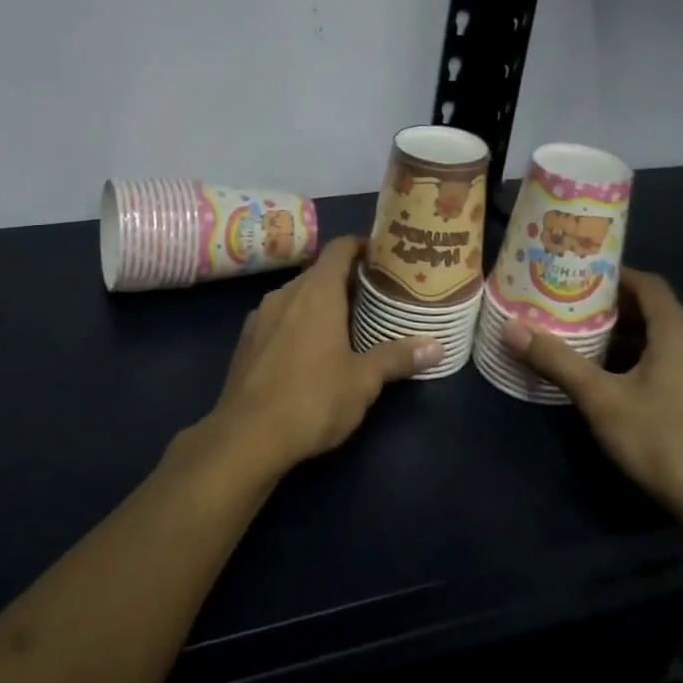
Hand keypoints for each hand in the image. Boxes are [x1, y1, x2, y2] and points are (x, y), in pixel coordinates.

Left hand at [194, 237, 441, 481]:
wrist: (247, 435)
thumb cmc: (313, 399)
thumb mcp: (363, 381)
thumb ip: (397, 358)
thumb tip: (436, 345)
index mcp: (316, 292)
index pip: (339, 249)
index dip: (361, 247)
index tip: (382, 256)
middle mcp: (285, 294)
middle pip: (318, 272)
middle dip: (345, 279)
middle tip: (375, 295)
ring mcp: (260, 316)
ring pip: (295, 296)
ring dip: (319, 302)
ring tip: (346, 322)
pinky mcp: (246, 341)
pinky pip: (278, 318)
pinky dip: (296, 322)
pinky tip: (309, 348)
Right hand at [501, 268, 682, 533]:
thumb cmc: (663, 439)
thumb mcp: (601, 399)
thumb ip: (557, 360)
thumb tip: (511, 326)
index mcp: (677, 332)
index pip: (645, 283)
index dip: (611, 274)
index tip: (573, 273)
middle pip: (648, 311)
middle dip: (606, 306)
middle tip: (562, 304)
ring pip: (654, 341)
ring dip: (617, 337)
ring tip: (573, 337)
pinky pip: (661, 364)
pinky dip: (631, 360)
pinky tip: (602, 378)